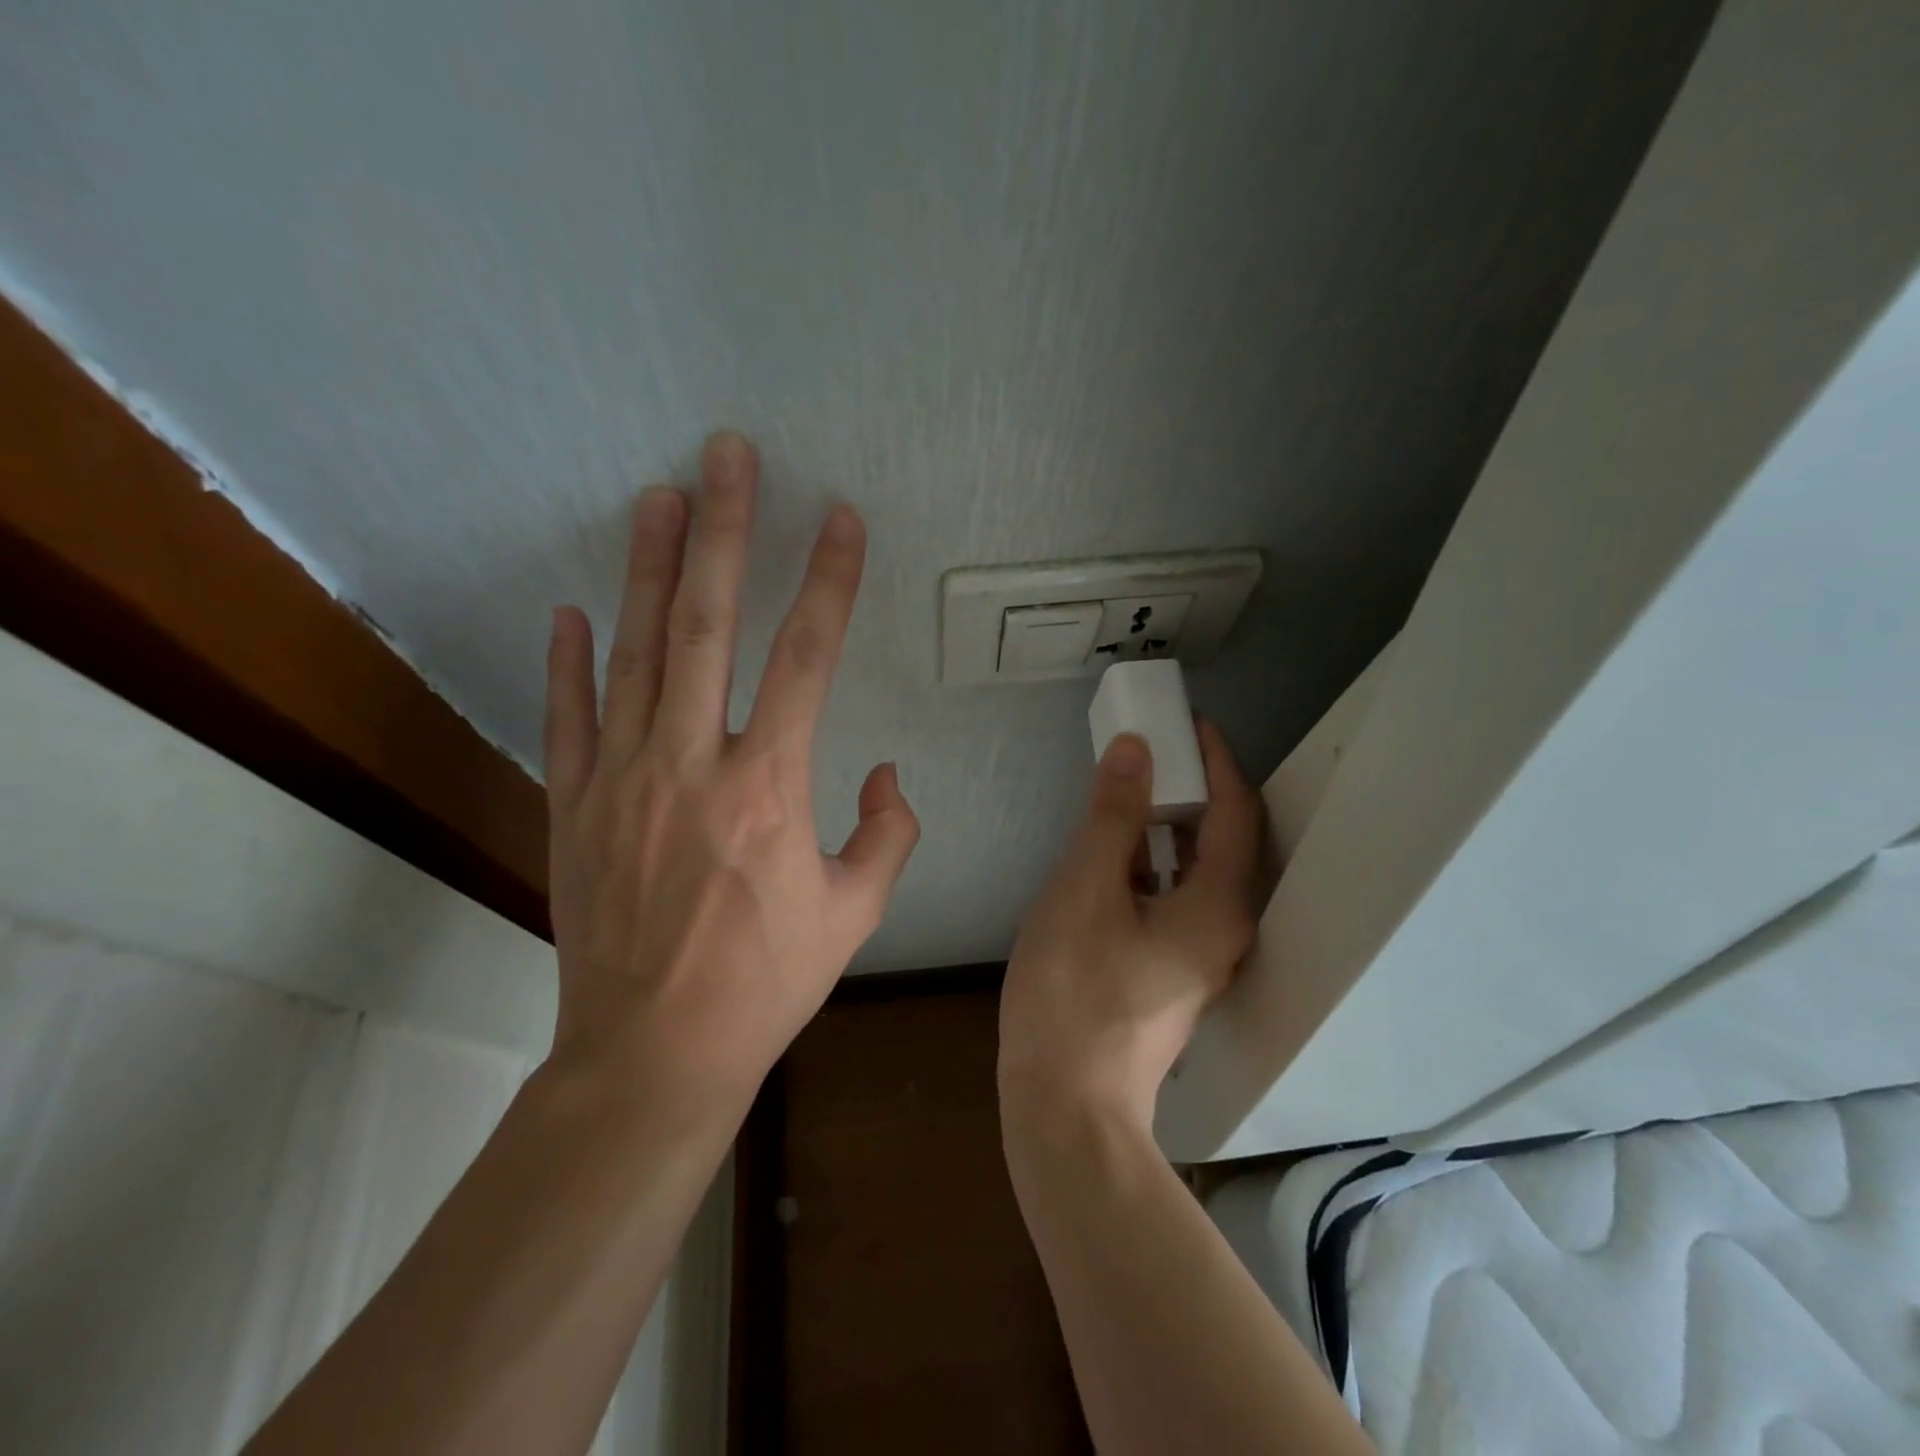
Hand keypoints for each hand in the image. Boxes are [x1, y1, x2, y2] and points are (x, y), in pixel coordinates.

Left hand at [542, 432, 918, 1107]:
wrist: (654, 1053)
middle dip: (725, 531)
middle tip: (728, 455)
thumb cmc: (766, 983)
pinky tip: (574, 612)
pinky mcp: (573, 806)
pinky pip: (569, 718)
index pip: (808, 658)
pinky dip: (569, 662)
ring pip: (638, 651)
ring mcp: (622, 778)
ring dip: (651, 569)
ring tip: (659, 497)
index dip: (829, 581)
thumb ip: (888, 833)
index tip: (841, 519)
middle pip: (710, 624)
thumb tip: (883, 771)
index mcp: (771, 787)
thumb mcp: (855, 913)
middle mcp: (694, 763)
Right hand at [1000, 723, 1260, 1132]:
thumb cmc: (1074, 992)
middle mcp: (1225, 931)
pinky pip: (1172, 900)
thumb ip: (1113, 816)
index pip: (1236, 812)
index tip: (1190, 723)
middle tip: (1153, 750)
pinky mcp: (1171, 975)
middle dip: (1192, 790)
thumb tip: (1135, 747)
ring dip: (1168, 827)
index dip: (1217, 761)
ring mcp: (1199, 959)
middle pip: (1221, 842)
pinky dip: (1151, 865)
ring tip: (1130, 790)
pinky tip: (1113, 855)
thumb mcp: (1085, 889)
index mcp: (1218, 907)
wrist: (1066, 1106)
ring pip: (1194, 873)